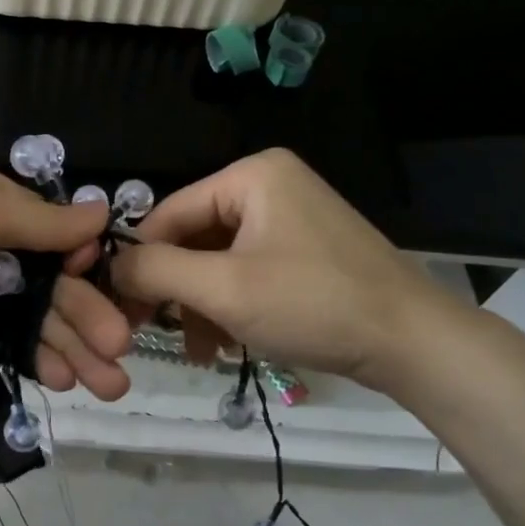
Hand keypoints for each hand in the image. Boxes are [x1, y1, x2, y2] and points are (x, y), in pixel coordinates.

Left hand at [0, 161, 133, 399]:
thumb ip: (39, 219)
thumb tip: (101, 209)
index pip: (57, 231)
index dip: (86, 263)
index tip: (113, 291)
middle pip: (52, 282)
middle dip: (88, 315)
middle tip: (120, 353)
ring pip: (34, 318)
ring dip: (71, 346)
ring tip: (108, 384)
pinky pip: (6, 343)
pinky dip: (35, 359)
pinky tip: (60, 379)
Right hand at [109, 149, 468, 394]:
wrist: (413, 343)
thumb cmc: (312, 304)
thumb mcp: (223, 289)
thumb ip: (156, 271)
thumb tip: (111, 265)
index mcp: (251, 175)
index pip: (170, 212)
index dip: (141, 260)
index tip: (120, 307)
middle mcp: (269, 185)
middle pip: (194, 237)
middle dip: (177, 290)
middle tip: (155, 333)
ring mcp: (291, 217)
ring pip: (218, 259)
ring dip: (201, 304)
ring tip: (199, 350)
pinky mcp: (304, 250)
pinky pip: (247, 270)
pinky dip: (230, 305)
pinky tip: (224, 343)